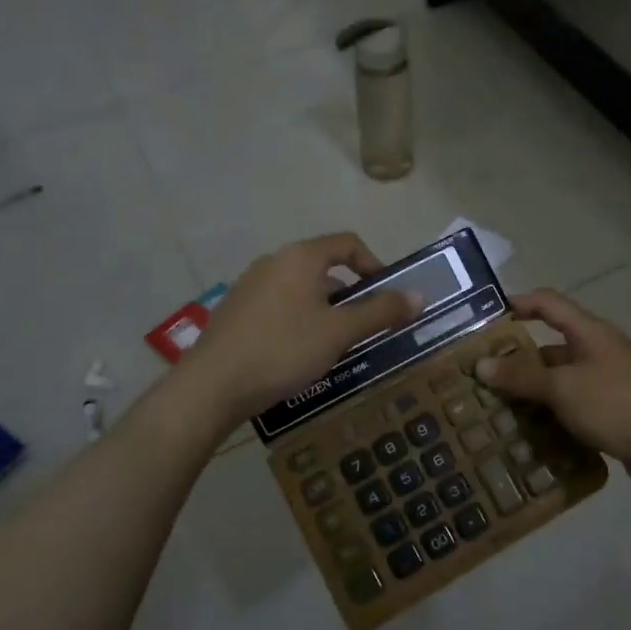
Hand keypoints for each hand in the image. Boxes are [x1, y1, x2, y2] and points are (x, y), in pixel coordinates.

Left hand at [183, 233, 422, 422]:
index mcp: (300, 257)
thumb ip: (380, 311)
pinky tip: (298, 354)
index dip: (375, 265)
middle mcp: (273, 262)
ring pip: (301, 289)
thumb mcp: (339, 332)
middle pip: (324, 267)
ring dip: (326, 310)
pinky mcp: (236, 311)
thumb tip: (419, 296)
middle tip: (365, 327)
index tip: (388, 297)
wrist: (212, 386)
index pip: (348, 243)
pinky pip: (279, 306)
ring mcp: (250, 286)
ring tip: (335, 345)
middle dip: (351, 294)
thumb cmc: (283, 350)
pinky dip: (299, 320)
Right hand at [478, 289, 630, 500]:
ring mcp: (609, 386)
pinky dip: (553, 422)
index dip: (519, 304)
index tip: (486, 319)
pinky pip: (575, 412)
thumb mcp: (564, 388)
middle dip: (517, 363)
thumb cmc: (618, 404)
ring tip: (496, 415)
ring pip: (561, 385)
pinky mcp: (615, 417)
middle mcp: (599, 353)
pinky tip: (530, 441)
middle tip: (480, 381)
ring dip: (533, 398)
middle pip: (551, 349)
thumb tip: (481, 365)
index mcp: (589, 334)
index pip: (549, 304)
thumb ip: (522, 377)